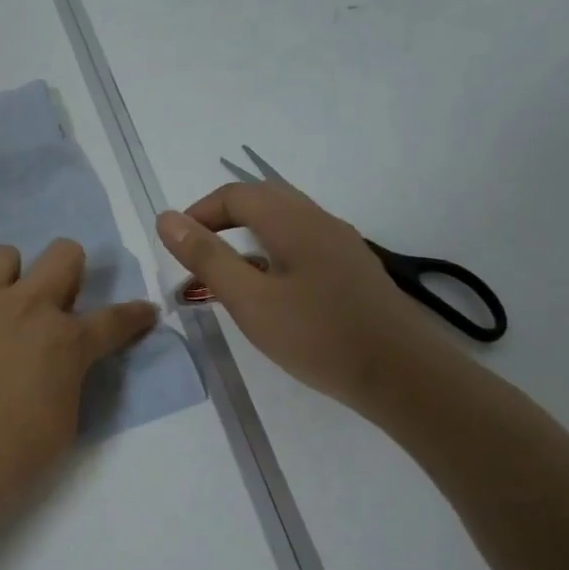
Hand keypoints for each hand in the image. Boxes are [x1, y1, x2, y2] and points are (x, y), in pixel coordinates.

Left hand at [0, 240, 157, 537]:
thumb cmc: (5, 455)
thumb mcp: (59, 425)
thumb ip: (65, 380)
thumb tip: (54, 364)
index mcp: (63, 339)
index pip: (114, 319)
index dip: (134, 315)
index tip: (143, 311)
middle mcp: (21, 306)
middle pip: (63, 254)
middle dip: (70, 270)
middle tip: (56, 301)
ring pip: (2, 256)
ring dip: (8, 280)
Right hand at [156, 183, 438, 412]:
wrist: (402, 375)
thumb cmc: (318, 336)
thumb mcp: (250, 300)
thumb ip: (207, 257)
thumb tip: (166, 219)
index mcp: (293, 221)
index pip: (236, 194)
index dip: (199, 212)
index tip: (176, 246)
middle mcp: (320, 222)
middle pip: (263, 200)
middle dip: (222, 220)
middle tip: (197, 256)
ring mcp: (342, 245)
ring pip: (285, 222)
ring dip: (248, 237)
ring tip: (227, 277)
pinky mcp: (353, 271)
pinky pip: (303, 245)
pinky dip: (272, 254)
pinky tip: (270, 293)